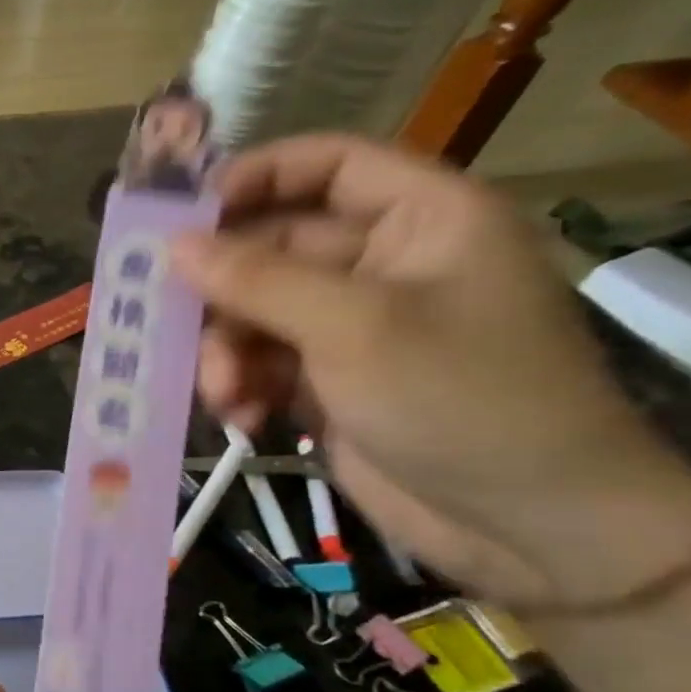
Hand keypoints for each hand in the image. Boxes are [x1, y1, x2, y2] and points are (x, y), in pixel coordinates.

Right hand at [170, 134, 690, 604]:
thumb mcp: (354, 328)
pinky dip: (240, 387)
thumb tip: (172, 245)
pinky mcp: (325, 381)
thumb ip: (257, 280)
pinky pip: (257, 364)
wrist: (525, 525)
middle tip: (165, 321)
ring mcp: (350, 327)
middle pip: (270, 249)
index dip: (253, 177)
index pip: (327, 165)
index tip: (180, 216)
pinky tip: (243, 419)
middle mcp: (382, 264)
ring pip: (251, 314)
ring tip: (223, 395)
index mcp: (420, 221)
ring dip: (225, 353)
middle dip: (222, 294)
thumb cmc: (460, 399)